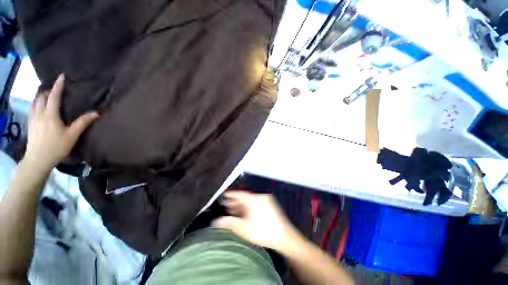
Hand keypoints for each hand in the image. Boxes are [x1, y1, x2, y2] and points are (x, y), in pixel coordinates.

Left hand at [24, 74, 98, 171]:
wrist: (38, 160)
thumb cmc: (56, 147)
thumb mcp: (72, 136)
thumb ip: (82, 123)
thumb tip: (95, 113)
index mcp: (50, 115)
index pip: (54, 96)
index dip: (58, 86)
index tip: (62, 76)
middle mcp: (40, 113)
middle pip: (41, 96)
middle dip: (48, 90)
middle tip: (55, 88)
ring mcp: (33, 118)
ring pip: (34, 101)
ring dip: (40, 96)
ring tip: (46, 94)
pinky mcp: (30, 124)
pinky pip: (31, 108)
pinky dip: (35, 103)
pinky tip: (38, 106)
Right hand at [213, 191, 299, 251]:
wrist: (284, 236)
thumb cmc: (262, 231)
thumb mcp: (243, 228)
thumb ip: (229, 223)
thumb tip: (215, 221)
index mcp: (253, 199)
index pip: (239, 194)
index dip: (230, 194)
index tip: (223, 195)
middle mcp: (259, 196)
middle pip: (244, 197)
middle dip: (234, 201)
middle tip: (225, 204)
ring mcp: (265, 200)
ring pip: (250, 200)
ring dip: (241, 204)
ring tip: (232, 209)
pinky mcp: (270, 205)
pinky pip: (256, 202)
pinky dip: (249, 206)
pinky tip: (244, 213)